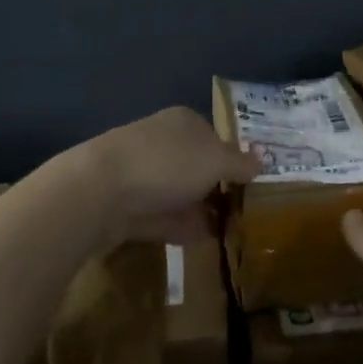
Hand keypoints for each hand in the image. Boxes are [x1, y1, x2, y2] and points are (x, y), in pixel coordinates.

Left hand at [80, 105, 259, 244]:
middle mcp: (162, 141)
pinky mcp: (126, 206)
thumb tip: (262, 161)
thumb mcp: (215, 160)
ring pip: (178, 192)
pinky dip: (180, 227)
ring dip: (198, 210)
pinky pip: (161, 216)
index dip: (232, 160)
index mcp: (183, 121)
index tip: (248, 186)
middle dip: (214, 187)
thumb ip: (239, 163)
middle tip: (240, 213)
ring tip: (226, 233)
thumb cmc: (167, 163)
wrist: (100, 191)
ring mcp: (141, 174)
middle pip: (195, 164)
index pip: (214, 136)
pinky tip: (201, 242)